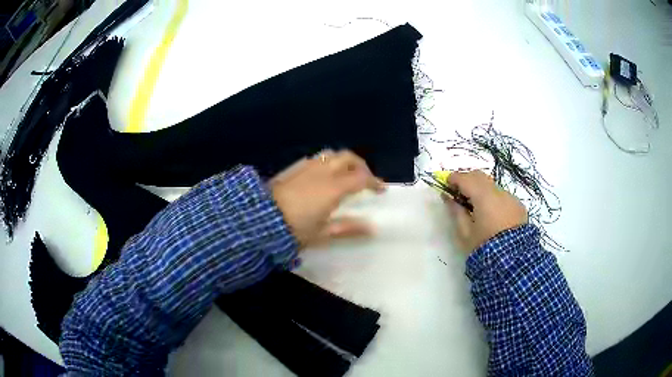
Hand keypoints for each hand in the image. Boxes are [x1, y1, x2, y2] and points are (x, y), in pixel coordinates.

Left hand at [270, 150, 384, 247]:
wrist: (259, 219)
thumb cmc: (293, 229)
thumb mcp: (322, 233)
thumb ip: (348, 228)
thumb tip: (372, 228)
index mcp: (333, 188)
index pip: (361, 177)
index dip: (374, 181)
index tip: (381, 189)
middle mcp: (323, 171)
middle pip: (348, 157)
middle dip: (361, 165)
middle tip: (365, 179)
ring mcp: (307, 166)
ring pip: (332, 154)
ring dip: (343, 161)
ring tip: (345, 174)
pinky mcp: (294, 167)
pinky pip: (317, 158)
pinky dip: (328, 162)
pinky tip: (323, 175)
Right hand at [445, 170, 527, 252]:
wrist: (512, 262)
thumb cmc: (484, 247)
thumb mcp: (465, 233)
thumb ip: (456, 211)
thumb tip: (447, 197)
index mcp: (483, 197)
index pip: (465, 178)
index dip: (454, 178)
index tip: (446, 184)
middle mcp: (498, 192)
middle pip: (480, 176)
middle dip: (467, 179)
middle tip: (458, 192)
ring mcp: (511, 197)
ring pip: (492, 185)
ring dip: (481, 189)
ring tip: (475, 205)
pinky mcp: (518, 205)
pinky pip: (503, 195)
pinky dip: (493, 198)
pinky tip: (491, 213)